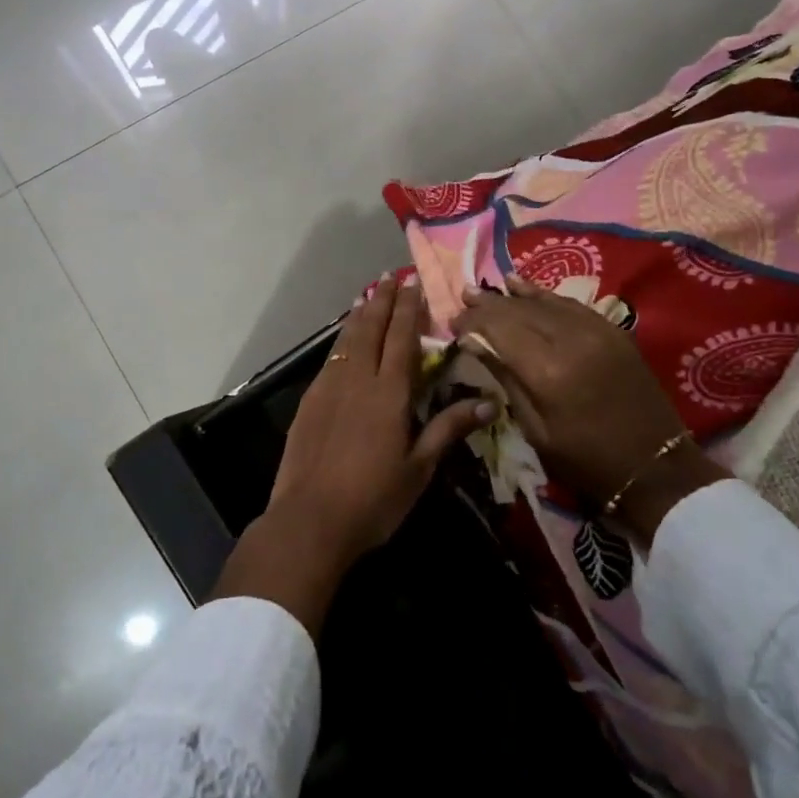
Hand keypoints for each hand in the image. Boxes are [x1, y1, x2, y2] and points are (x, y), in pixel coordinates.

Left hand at [213, 276, 492, 634]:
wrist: (310, 520)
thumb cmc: (374, 499)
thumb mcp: (419, 468)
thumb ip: (448, 428)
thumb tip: (489, 403)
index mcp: (389, 393)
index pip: (401, 338)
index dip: (408, 309)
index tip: (412, 283)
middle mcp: (358, 380)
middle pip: (371, 329)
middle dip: (382, 301)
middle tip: (389, 277)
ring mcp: (329, 388)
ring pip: (346, 340)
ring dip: (359, 316)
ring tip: (367, 296)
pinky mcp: (309, 402)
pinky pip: (330, 359)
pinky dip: (340, 341)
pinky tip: (343, 342)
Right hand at [453, 275, 728, 542]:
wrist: (654, 466)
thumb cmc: (586, 461)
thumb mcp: (536, 430)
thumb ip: (506, 380)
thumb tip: (474, 343)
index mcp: (547, 370)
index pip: (499, 329)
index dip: (473, 322)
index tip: (453, 323)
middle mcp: (570, 339)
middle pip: (518, 311)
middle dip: (487, 305)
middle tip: (463, 300)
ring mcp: (595, 330)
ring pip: (543, 302)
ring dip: (511, 295)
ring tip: (484, 289)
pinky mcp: (612, 330)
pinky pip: (569, 304)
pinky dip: (543, 294)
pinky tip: (522, 286)